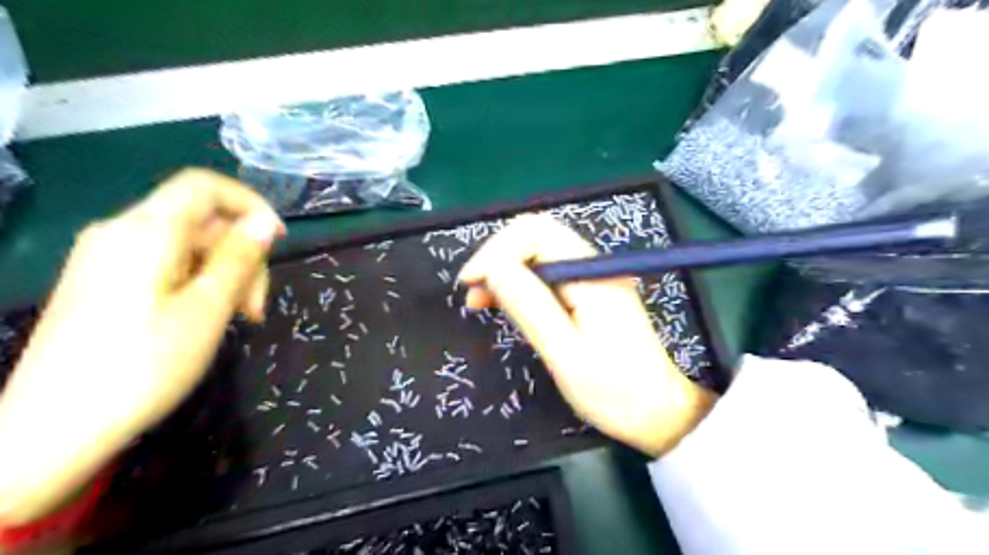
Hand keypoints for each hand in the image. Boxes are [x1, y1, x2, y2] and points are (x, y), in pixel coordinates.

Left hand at [0, 172, 282, 527]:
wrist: (53, 429)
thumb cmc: (142, 365)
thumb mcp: (207, 309)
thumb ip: (239, 259)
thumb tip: (264, 222)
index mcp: (145, 232)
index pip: (205, 186)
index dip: (249, 204)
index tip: (277, 242)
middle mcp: (122, 233)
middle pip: (201, 220)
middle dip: (241, 254)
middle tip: (255, 306)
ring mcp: (109, 258)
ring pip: (189, 245)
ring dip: (225, 273)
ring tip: (238, 318)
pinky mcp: (106, 282)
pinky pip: (167, 264)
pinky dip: (200, 283)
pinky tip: (209, 317)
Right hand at [459, 218, 715, 458]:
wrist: (660, 413)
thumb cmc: (616, 392)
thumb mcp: (566, 354)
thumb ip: (530, 306)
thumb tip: (491, 268)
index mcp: (590, 273)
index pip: (534, 232)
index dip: (495, 251)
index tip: (469, 284)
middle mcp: (592, 264)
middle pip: (535, 235)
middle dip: (498, 257)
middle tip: (473, 294)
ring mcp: (592, 277)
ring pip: (538, 253)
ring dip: (506, 270)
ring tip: (481, 301)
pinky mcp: (590, 293)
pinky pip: (548, 274)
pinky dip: (521, 283)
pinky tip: (506, 304)